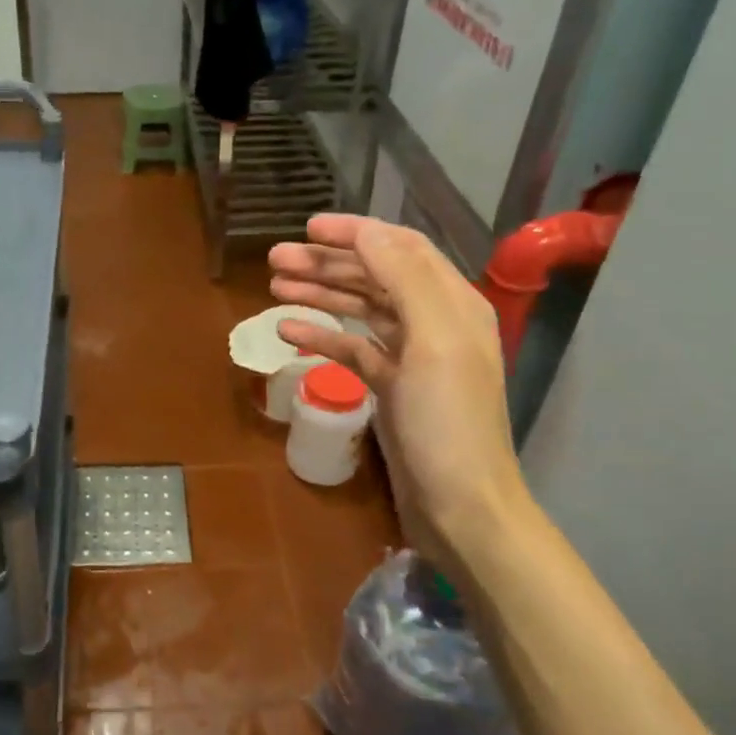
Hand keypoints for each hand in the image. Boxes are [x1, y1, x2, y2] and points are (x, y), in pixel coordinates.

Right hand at [268, 214, 527, 565]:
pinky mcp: (391, 387)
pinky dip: (322, 338)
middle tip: (275, 260)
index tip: (307, 228)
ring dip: (320, 295)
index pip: (400, 249)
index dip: (355, 233)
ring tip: (275, 286)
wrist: (460, 506)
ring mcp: (411, 357)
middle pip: (374, 277)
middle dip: (327, 264)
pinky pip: (352, 350)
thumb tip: (367, 232)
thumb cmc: (448, 422)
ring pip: (360, 310)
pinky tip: (288, 332)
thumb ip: (404, 280)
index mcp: (452, 303)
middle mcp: (433, 321)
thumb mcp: (433, 342)